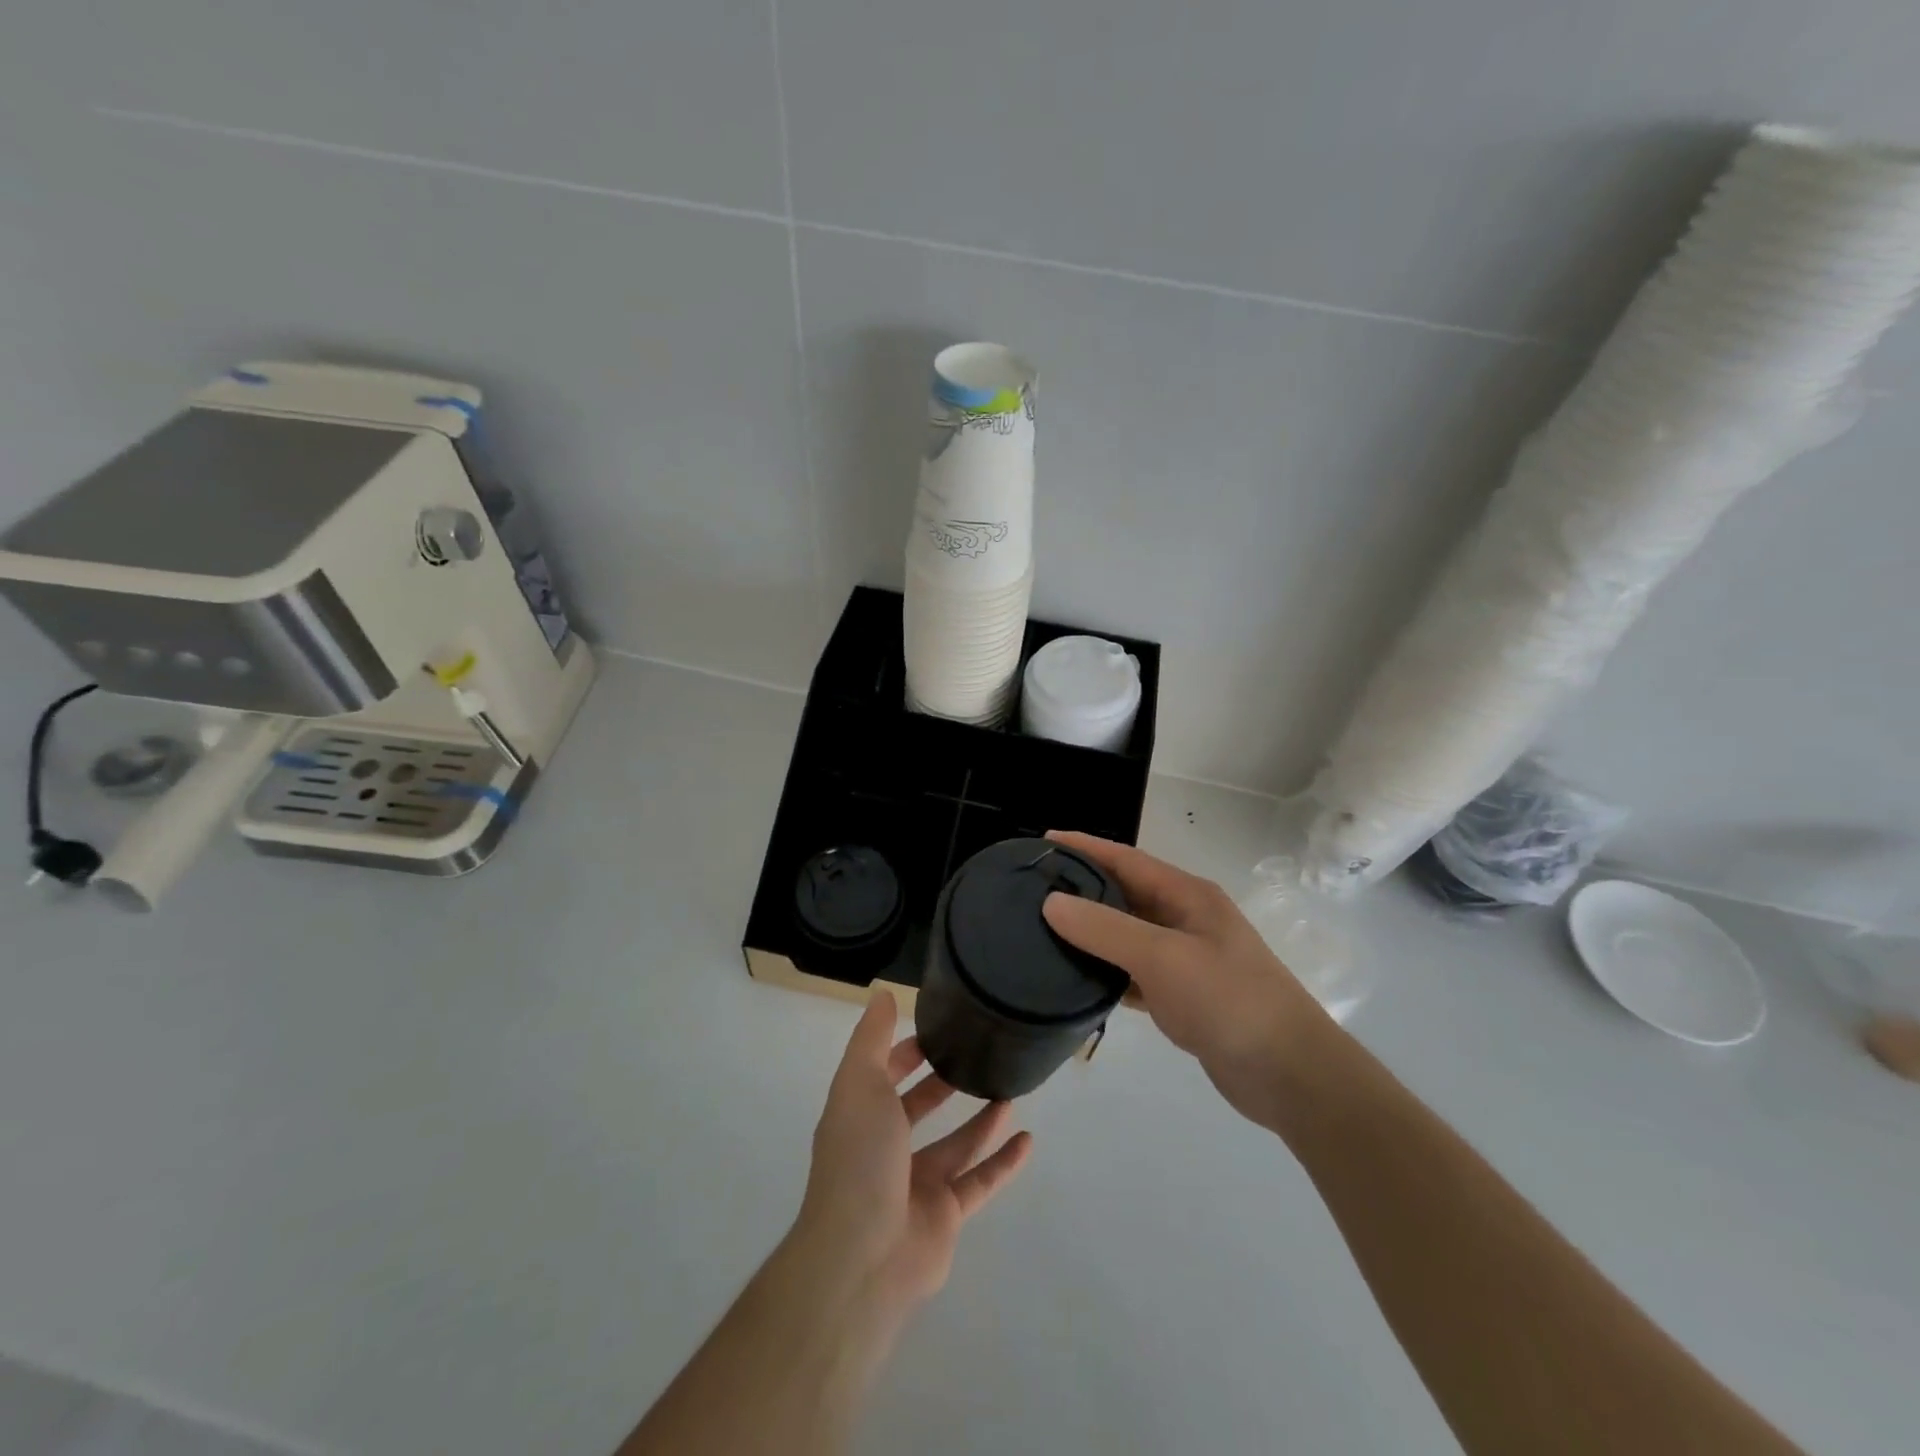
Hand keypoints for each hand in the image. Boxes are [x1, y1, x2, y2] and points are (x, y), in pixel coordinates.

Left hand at [796, 994, 1032, 1318]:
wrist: (862, 1257)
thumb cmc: (859, 1159)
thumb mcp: (859, 1083)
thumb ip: (872, 1039)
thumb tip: (882, 993)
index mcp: (860, 1116)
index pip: (882, 1074)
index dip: (904, 1052)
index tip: (937, 1030)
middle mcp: (886, 1149)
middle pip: (917, 1109)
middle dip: (941, 1084)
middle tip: (977, 1056)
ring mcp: (916, 1184)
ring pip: (955, 1144)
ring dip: (980, 1120)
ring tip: (1010, 1092)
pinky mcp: (946, 1215)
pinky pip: (980, 1181)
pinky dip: (1003, 1163)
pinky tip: (1028, 1140)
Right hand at [1041, 831, 1333, 1128]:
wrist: (1289, 1074)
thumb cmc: (1228, 1000)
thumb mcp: (1163, 957)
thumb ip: (1106, 929)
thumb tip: (1051, 903)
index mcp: (1188, 896)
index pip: (1126, 860)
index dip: (1085, 848)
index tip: (1043, 842)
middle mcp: (1186, 920)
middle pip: (1125, 894)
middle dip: (1083, 888)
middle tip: (1034, 889)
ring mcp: (1186, 959)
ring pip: (1127, 935)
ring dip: (1092, 932)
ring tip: (1044, 931)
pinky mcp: (1183, 996)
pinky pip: (1134, 973)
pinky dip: (1106, 972)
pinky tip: (1078, 979)